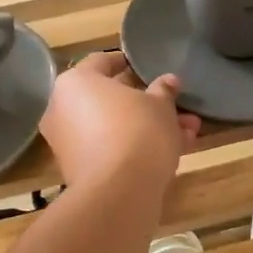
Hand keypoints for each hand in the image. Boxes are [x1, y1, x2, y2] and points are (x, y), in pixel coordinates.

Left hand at [40, 51, 199, 193]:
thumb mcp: (160, 105)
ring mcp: (69, 142)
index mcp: (75, 82)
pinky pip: (112, 149)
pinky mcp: (80, 170)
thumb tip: (168, 81)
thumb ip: (164, 90)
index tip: (150, 68)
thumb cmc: (138, 131)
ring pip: (116, 127)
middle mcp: (63, 109)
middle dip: (150, 103)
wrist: (119, 191)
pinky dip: (138, 148)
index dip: (130, 63)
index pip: (102, 61)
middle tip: (179, 105)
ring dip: (152, 127)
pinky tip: (175, 151)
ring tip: (189, 132)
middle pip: (112, 99)